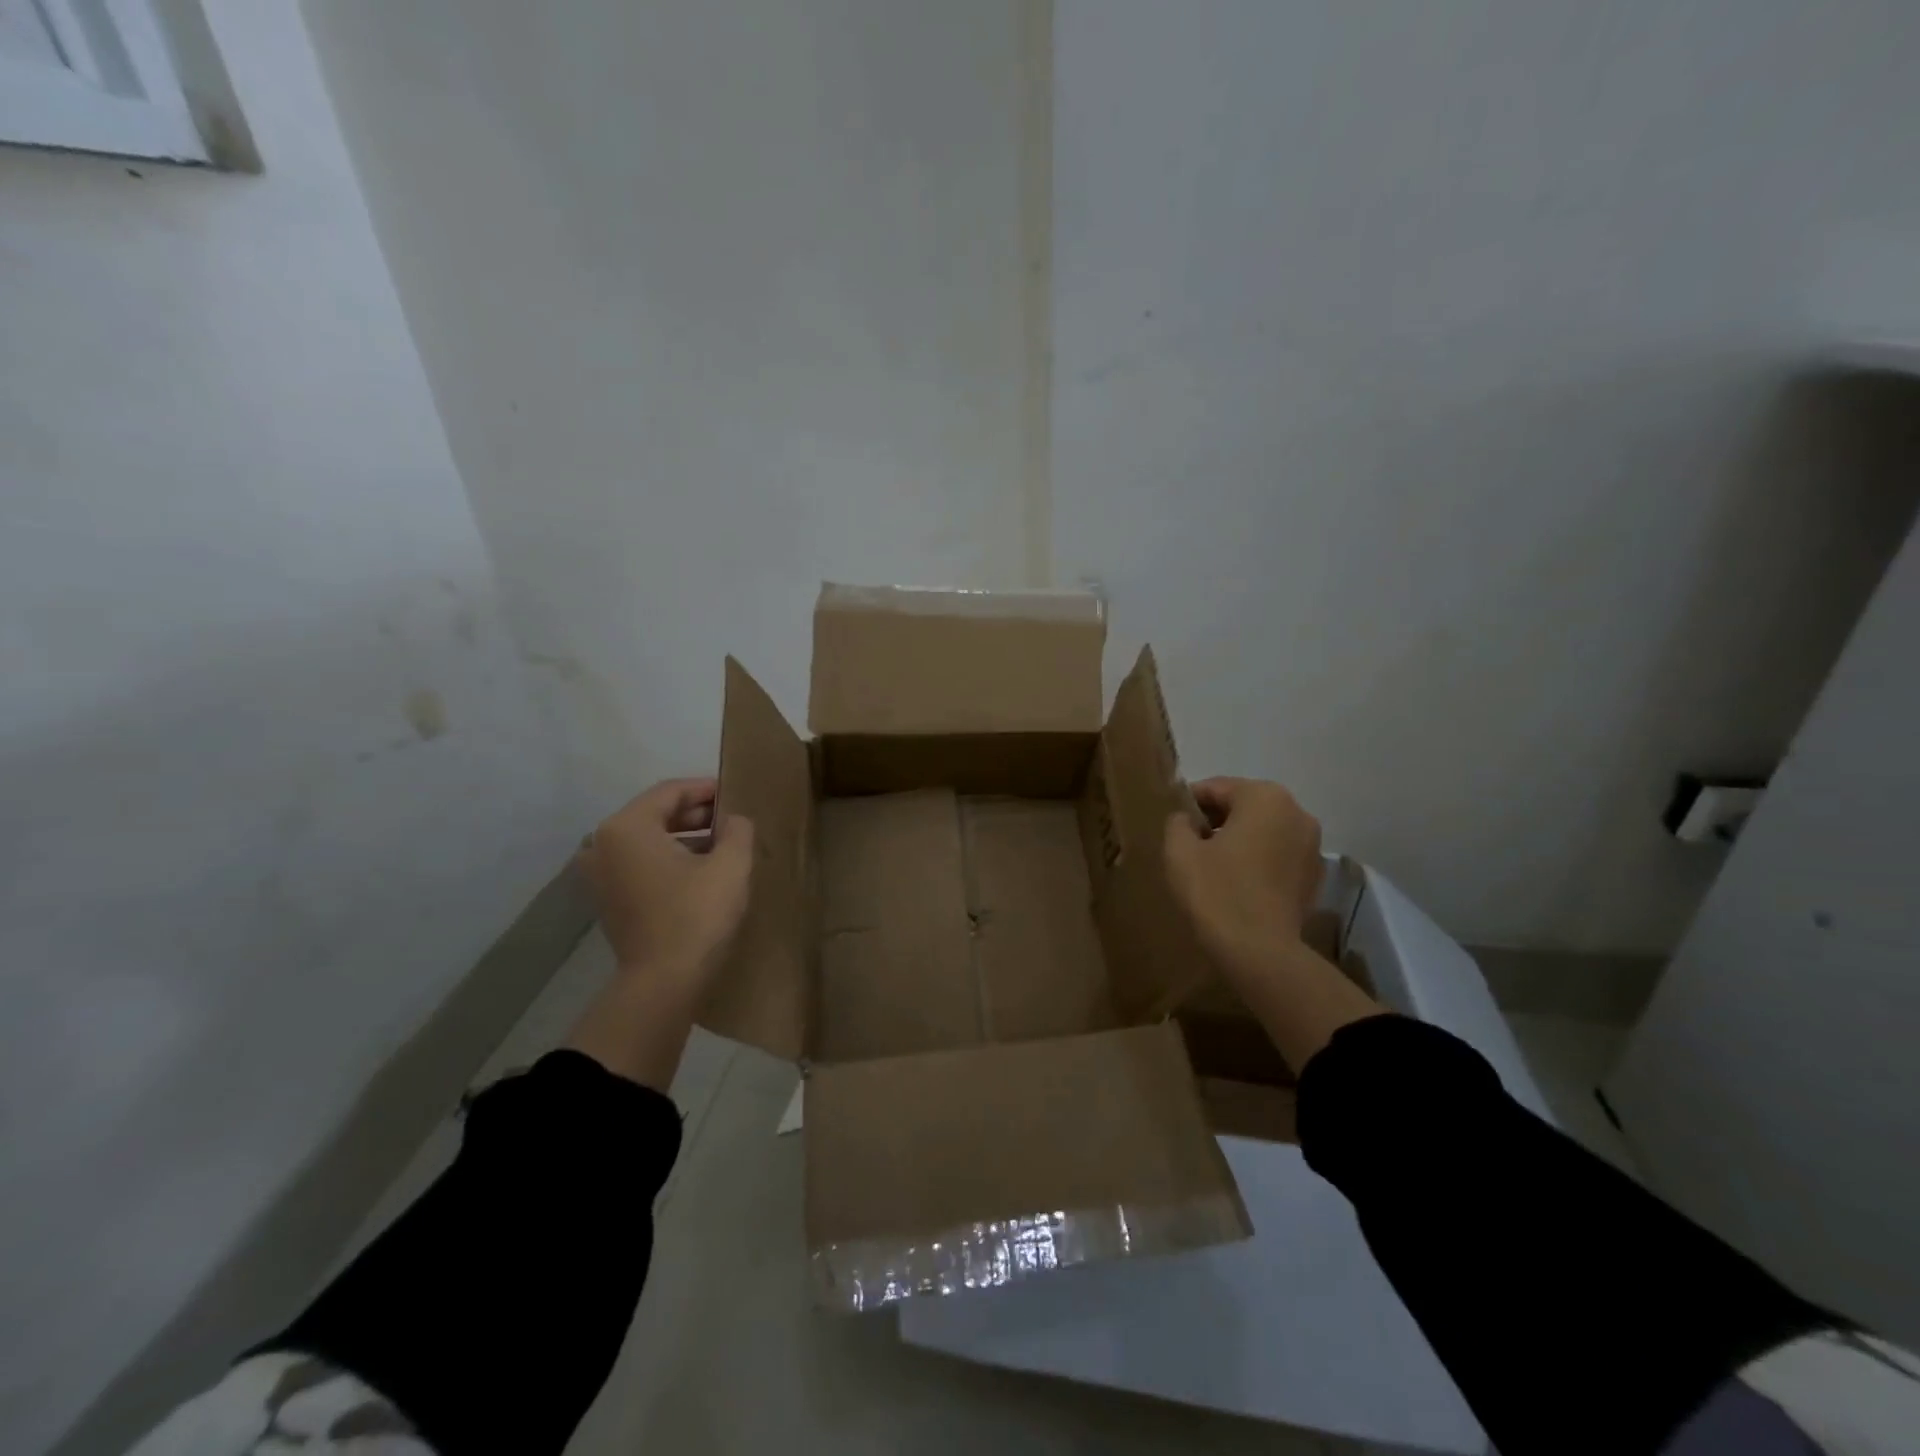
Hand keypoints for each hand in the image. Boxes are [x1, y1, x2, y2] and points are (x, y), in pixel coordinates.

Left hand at [579, 778, 754, 995]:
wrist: (663, 983)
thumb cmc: (696, 915)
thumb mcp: (731, 864)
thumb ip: (737, 829)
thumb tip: (734, 820)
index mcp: (626, 827)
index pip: (671, 792)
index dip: (707, 789)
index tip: (736, 793)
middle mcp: (603, 844)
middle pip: (656, 813)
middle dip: (697, 813)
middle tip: (732, 818)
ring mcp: (600, 874)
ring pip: (649, 840)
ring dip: (685, 836)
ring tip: (723, 843)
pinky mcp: (608, 899)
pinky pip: (641, 863)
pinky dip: (669, 858)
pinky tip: (701, 869)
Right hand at [1164, 777, 1323, 983]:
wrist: (1260, 952)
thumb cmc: (1216, 892)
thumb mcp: (1179, 851)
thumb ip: (1177, 823)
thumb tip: (1186, 819)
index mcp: (1264, 797)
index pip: (1215, 788)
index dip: (1189, 804)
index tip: (1173, 825)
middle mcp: (1296, 812)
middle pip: (1244, 805)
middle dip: (1216, 820)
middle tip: (1189, 845)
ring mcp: (1312, 844)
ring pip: (1263, 830)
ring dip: (1238, 839)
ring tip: (1213, 866)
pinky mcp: (1314, 875)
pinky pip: (1278, 854)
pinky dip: (1258, 860)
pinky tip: (1238, 883)